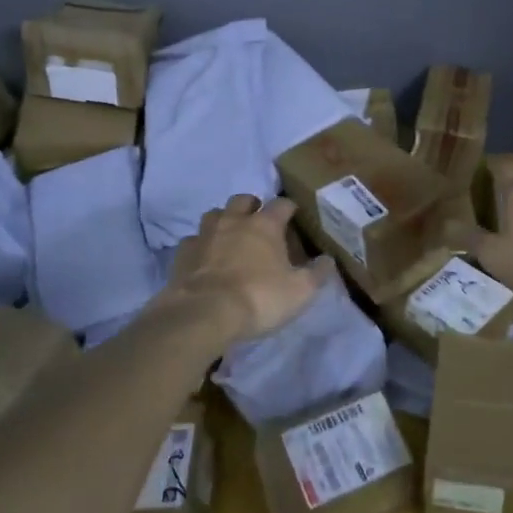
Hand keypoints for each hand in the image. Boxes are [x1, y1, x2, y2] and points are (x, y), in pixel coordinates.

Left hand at [162, 195, 333, 341]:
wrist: (204, 313)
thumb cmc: (259, 298)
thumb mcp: (300, 291)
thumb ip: (317, 273)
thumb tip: (329, 260)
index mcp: (265, 225)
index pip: (282, 204)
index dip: (290, 208)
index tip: (295, 216)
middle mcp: (234, 221)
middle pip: (243, 199)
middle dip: (252, 206)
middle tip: (259, 223)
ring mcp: (205, 234)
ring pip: (214, 214)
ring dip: (224, 220)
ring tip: (230, 237)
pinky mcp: (183, 253)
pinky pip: (193, 240)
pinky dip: (201, 245)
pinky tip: (205, 258)